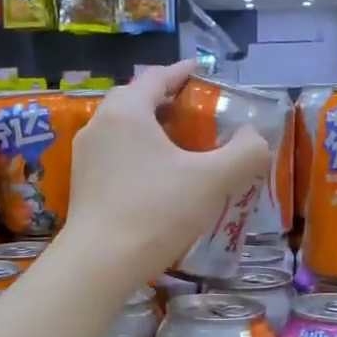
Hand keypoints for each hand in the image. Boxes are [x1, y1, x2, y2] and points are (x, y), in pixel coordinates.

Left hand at [61, 61, 268, 284]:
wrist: (100, 263)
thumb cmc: (156, 211)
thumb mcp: (212, 180)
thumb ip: (245, 153)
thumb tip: (255, 137)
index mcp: (126, 111)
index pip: (156, 77)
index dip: (183, 73)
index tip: (202, 73)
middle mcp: (99, 125)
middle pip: (137, 101)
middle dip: (168, 103)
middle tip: (198, 115)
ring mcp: (85, 156)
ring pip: (124, 130)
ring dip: (152, 131)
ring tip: (182, 148)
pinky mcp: (82, 184)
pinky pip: (115, 156)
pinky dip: (138, 155)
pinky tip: (158, 179)